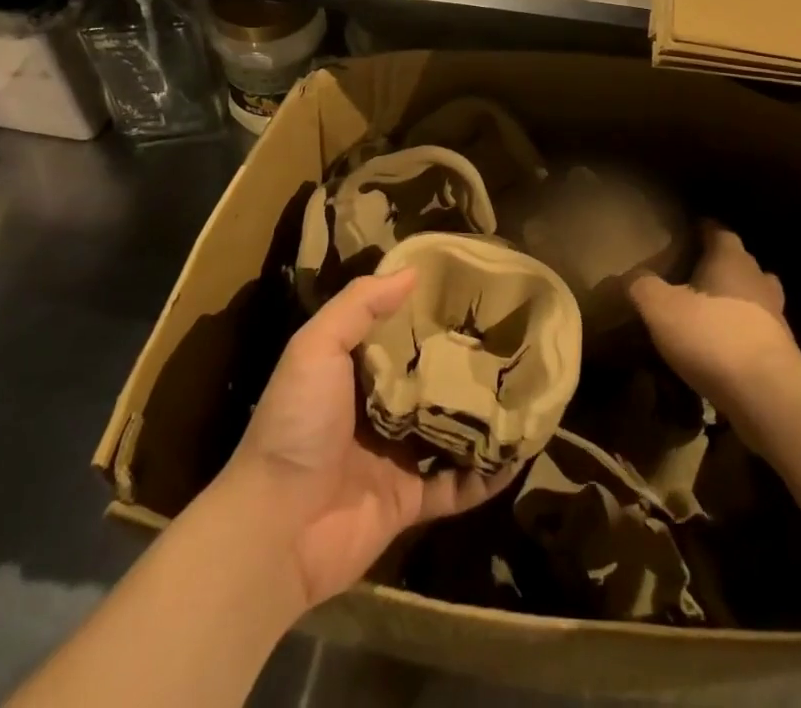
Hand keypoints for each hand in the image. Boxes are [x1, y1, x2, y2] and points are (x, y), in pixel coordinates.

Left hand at [225, 270, 515, 610]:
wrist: (275, 528)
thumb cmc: (296, 423)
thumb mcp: (316, 347)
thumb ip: (359, 306)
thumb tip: (412, 272)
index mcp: (353, 372)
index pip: (399, 334)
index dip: (430, 312)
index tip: (471, 291)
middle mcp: (376, 410)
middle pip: (429, 379)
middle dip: (463, 363)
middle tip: (510, 337)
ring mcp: (394, 457)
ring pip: (449, 430)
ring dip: (481, 417)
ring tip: (525, 390)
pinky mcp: (408, 502)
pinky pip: (456, 486)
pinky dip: (485, 477)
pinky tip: (519, 455)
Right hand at [629, 221, 800, 430]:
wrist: (768, 394)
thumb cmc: (712, 336)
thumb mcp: (661, 308)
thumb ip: (642, 287)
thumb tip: (630, 277)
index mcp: (730, 259)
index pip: (718, 231)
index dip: (703, 229)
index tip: (688, 231)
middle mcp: (757, 279)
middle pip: (740, 262)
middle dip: (720, 264)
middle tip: (694, 273)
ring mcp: (775, 315)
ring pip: (755, 296)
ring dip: (735, 299)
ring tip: (710, 310)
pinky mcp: (782, 351)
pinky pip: (758, 330)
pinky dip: (742, 332)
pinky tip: (723, 347)